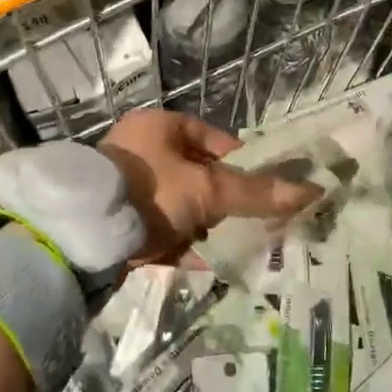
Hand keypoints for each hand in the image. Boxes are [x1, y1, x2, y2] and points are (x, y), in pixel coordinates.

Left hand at [99, 110, 321, 260]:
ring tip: (233, 245)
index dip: (242, 162)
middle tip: (251, 221)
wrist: (79, 236)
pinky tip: (205, 264)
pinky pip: (161, 229)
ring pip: (181, 204)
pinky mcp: (117, 219)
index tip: (264, 187)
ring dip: (205, 225)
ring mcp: (126, 186)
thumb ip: (256, 192)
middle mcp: (141, 150)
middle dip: (224, 200)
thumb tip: (312, 191)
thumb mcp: (207, 190)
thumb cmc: (149, 192)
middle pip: (198, 174)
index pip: (213, 139)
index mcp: (160, 126)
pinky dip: (182, 244)